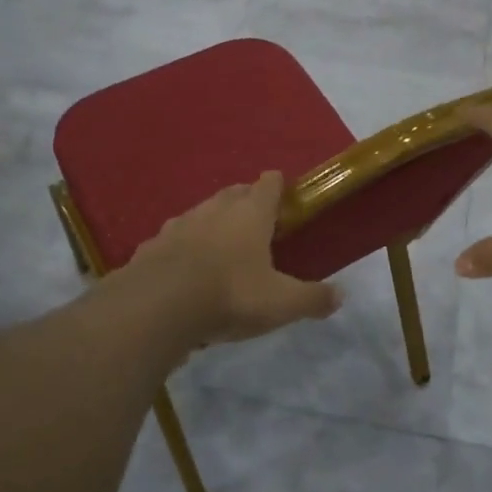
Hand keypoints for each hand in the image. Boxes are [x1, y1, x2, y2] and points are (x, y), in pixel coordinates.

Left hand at [119, 171, 341, 343]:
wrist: (157, 306)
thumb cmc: (230, 295)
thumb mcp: (281, 303)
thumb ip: (312, 298)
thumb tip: (340, 296)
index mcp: (250, 214)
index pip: (268, 185)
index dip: (277, 185)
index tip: (282, 190)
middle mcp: (214, 210)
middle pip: (233, 193)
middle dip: (245, 199)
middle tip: (255, 218)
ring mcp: (178, 225)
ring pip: (200, 213)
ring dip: (212, 222)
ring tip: (220, 243)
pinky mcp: (151, 247)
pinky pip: (172, 240)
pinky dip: (182, 247)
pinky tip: (184, 267)